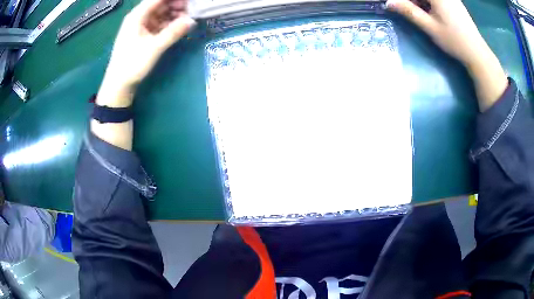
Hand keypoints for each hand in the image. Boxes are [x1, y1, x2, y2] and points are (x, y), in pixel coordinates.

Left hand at [97, 0, 194, 106]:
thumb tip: (192, 21)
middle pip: (160, 4)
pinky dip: (168, 23)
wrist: (118, 84)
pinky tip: (178, 26)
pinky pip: (158, 22)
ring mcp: (140, 25)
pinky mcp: (143, 34)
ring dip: (174, 14)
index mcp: (137, 15)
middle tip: (192, 10)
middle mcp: (138, 17)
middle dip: (176, 4)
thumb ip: (173, 32)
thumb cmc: (132, 64)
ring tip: (187, 19)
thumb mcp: (154, 48)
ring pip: (160, 13)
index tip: (190, 1)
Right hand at [386, 0, 489, 66]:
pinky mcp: (455, 1)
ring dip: (421, 2)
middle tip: (406, 9)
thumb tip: (388, 2)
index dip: (406, 1)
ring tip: (420, 12)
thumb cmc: (454, 40)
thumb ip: (408, 11)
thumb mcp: (429, 26)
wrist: (477, 52)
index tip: (397, 5)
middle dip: (413, 2)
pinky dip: (429, 3)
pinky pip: (438, 0)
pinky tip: (430, 11)